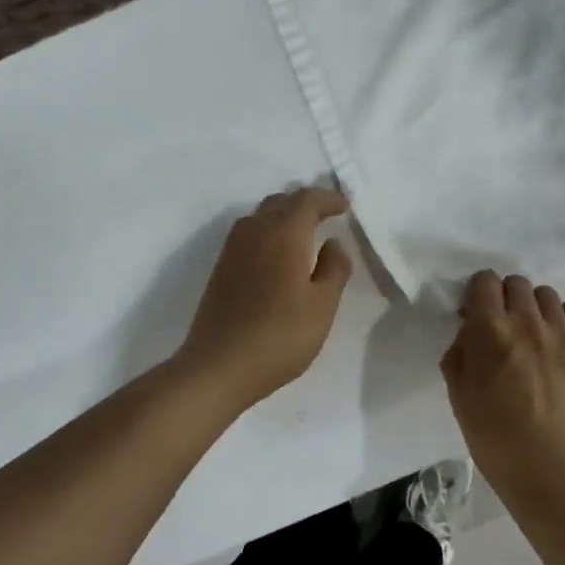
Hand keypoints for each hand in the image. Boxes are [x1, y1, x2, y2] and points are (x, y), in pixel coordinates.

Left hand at [175, 187, 354, 409]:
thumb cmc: (279, 336)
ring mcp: (232, 249)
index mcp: (283, 234)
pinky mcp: (221, 268)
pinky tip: (278, 254)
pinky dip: (269, 232)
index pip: (307, 200)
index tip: (345, 206)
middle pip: (281, 202)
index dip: (328, 199)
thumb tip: (334, 243)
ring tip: (305, 231)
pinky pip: (249, 234)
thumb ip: (334, 269)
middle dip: (306, 203)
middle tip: (327, 215)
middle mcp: (255, 231)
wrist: (218, 366)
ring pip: (261, 216)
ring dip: (284, 215)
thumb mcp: (322, 306)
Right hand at [441, 272, 564, 500]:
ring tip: (535, 336)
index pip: (483, 281)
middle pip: (516, 283)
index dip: (477, 294)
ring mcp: (563, 331)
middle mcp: (526, 320)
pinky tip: (564, 336)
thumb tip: (468, 336)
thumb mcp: (460, 400)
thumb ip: (459, 358)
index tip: (475, 317)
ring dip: (535, 307)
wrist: (558, 472)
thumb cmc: (498, 442)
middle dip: (505, 299)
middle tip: (503, 330)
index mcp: (489, 331)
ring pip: (546, 293)